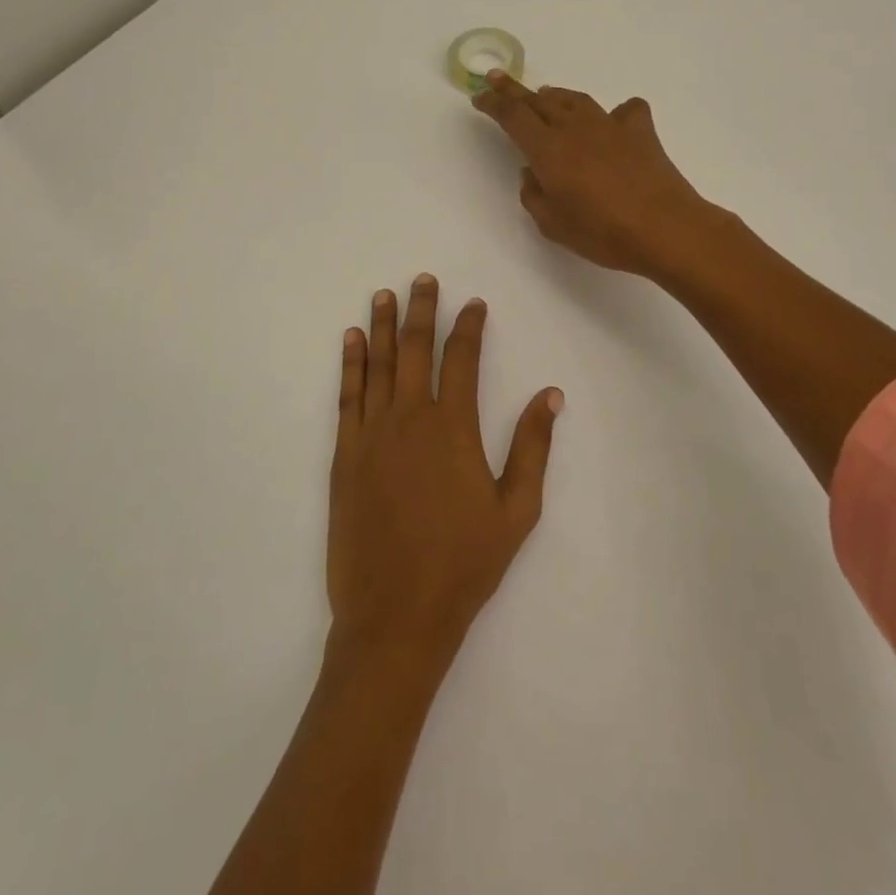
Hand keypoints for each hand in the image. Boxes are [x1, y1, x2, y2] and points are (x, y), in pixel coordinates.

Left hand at [329, 274, 562, 665]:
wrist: (395, 615)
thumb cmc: (464, 564)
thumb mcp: (516, 510)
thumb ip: (532, 447)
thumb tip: (551, 394)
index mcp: (453, 428)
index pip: (461, 359)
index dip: (468, 326)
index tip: (472, 303)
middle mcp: (410, 418)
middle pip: (414, 348)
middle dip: (420, 309)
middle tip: (422, 279)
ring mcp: (371, 434)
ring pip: (377, 364)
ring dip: (381, 325)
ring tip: (384, 293)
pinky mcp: (345, 455)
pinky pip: (348, 396)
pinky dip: (350, 363)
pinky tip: (351, 340)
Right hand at [472, 74, 717, 279]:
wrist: (664, 228)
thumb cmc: (602, 232)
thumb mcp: (552, 224)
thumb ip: (534, 194)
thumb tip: (534, 173)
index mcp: (548, 149)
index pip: (512, 116)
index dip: (493, 103)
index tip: (479, 96)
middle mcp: (575, 128)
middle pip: (539, 100)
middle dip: (514, 90)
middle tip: (498, 79)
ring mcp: (610, 126)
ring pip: (576, 100)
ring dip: (556, 96)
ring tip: (546, 96)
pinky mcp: (640, 132)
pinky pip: (625, 111)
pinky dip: (615, 113)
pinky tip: (614, 122)